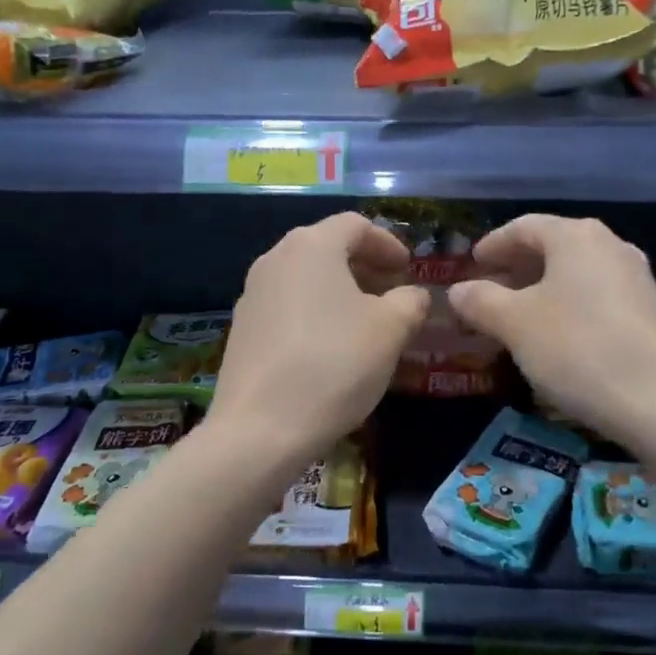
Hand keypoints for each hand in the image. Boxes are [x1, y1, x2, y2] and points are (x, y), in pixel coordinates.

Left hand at [208, 213, 428, 470]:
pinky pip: (287, 305)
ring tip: (366, 322)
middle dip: (365, 266)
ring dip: (340, 290)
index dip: (388, 243)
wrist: (260, 429)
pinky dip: (315, 311)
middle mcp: (275, 259)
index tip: (408, 269)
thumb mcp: (390, 330)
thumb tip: (413, 296)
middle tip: (393, 293)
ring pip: (306, 277)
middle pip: (327, 247)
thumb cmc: (334, 364)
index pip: (356, 225)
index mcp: (311, 246)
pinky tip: (331, 347)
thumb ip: (410, 302)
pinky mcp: (242, 329)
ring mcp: (252, 294)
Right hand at [448, 215, 655, 446]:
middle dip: (516, 266)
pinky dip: (567, 303)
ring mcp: (635, 277)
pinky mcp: (648, 309)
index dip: (493, 244)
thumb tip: (458, 290)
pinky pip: (595, 293)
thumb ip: (481, 301)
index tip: (472, 264)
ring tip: (516, 314)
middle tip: (488, 290)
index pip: (524, 227)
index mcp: (576, 237)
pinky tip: (555, 333)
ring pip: (575, 271)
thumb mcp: (515, 325)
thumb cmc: (577, 349)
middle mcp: (610, 245)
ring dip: (541, 287)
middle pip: (552, 246)